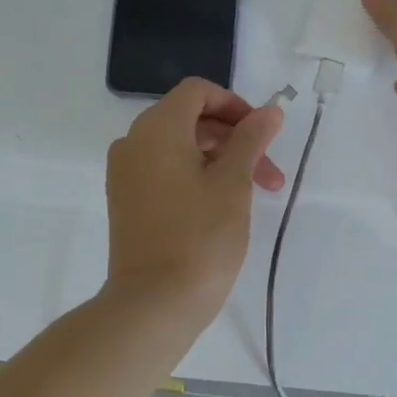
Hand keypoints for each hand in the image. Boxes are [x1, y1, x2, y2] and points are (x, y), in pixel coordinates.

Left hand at [104, 77, 285, 327]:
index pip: (197, 92)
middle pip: (191, 119)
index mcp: (157, 129)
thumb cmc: (200, 237)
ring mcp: (126, 174)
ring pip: (181, 148)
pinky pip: (166, 171)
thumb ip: (251, 139)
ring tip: (257, 193)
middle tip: (270, 173)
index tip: (264, 133)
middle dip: (236, 139)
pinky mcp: (128, 201)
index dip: (235, 105)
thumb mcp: (234, 183)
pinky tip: (225, 205)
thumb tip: (269, 111)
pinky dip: (197, 176)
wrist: (153, 304)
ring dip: (222, 160)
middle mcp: (134, 143)